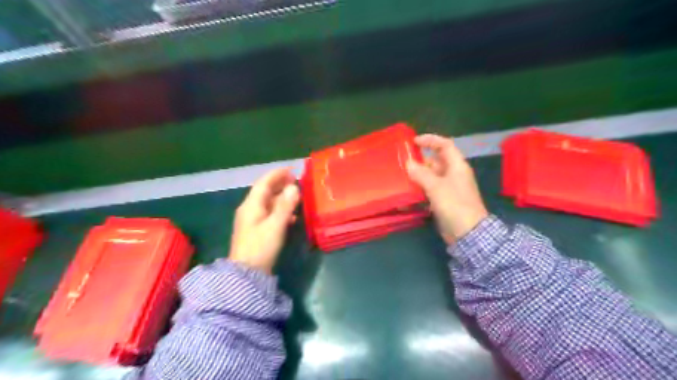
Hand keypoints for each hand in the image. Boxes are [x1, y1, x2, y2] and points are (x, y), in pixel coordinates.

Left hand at [229, 168, 298, 272]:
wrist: (246, 273)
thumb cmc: (261, 247)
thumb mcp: (275, 225)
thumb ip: (285, 206)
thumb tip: (294, 187)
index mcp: (252, 205)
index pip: (264, 183)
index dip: (277, 174)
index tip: (291, 170)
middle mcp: (250, 209)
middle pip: (265, 191)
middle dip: (280, 184)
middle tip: (296, 181)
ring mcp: (252, 220)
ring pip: (268, 202)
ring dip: (281, 197)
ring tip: (297, 196)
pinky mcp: (256, 230)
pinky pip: (269, 214)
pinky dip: (280, 210)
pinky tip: (292, 216)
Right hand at [404, 135, 489, 244]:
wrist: (467, 232)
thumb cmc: (454, 205)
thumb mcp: (436, 187)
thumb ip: (421, 174)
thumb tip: (408, 163)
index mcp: (457, 166)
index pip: (445, 145)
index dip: (430, 140)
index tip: (414, 141)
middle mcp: (453, 174)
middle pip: (436, 161)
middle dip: (420, 160)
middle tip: (402, 161)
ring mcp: (448, 188)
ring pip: (431, 176)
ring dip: (418, 175)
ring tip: (401, 176)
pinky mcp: (443, 200)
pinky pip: (430, 189)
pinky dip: (420, 189)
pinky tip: (407, 192)